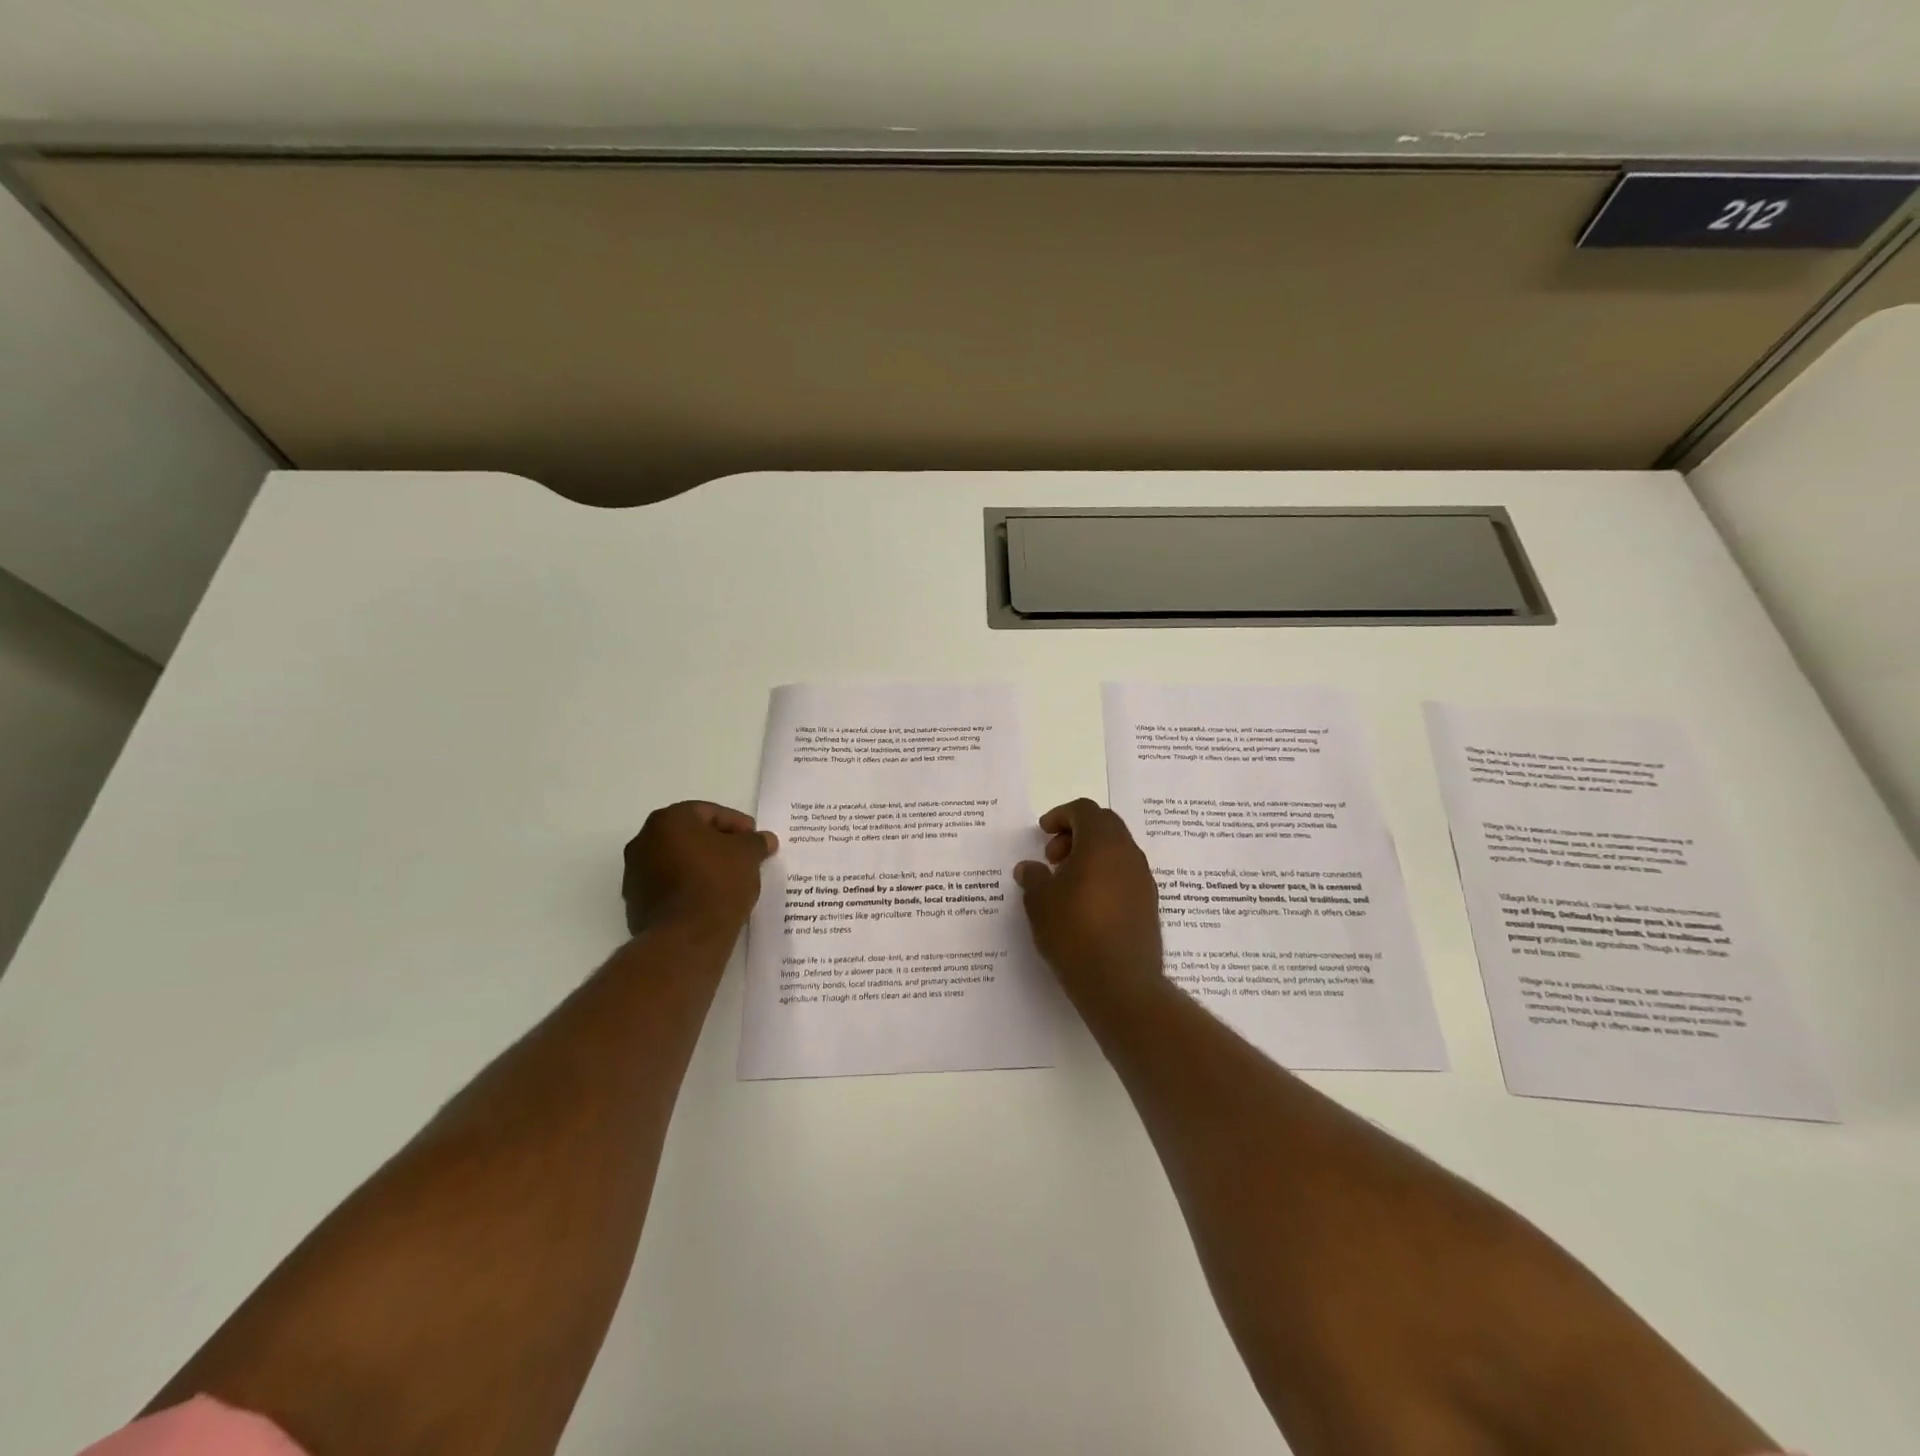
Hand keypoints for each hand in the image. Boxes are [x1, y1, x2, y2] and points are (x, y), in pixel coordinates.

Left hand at [622, 801, 777, 938]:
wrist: (686, 937)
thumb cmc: (717, 882)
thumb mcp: (748, 855)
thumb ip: (756, 842)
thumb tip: (765, 839)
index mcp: (669, 820)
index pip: (708, 812)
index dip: (736, 824)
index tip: (754, 839)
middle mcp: (643, 840)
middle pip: (689, 835)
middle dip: (716, 844)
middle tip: (743, 857)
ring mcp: (634, 873)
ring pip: (676, 861)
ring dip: (700, 866)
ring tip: (728, 881)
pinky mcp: (635, 903)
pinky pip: (668, 886)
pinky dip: (687, 887)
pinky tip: (709, 899)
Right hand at [1014, 798, 1164, 1006]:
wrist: (1120, 983)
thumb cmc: (1074, 932)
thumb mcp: (1040, 902)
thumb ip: (1033, 877)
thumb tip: (1030, 868)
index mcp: (1102, 843)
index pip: (1085, 810)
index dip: (1061, 816)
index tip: (1043, 833)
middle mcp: (1128, 854)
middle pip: (1105, 825)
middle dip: (1076, 833)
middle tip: (1053, 857)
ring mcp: (1143, 880)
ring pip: (1117, 851)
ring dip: (1091, 855)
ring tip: (1066, 884)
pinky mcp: (1149, 905)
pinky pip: (1125, 875)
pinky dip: (1104, 876)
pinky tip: (1085, 905)